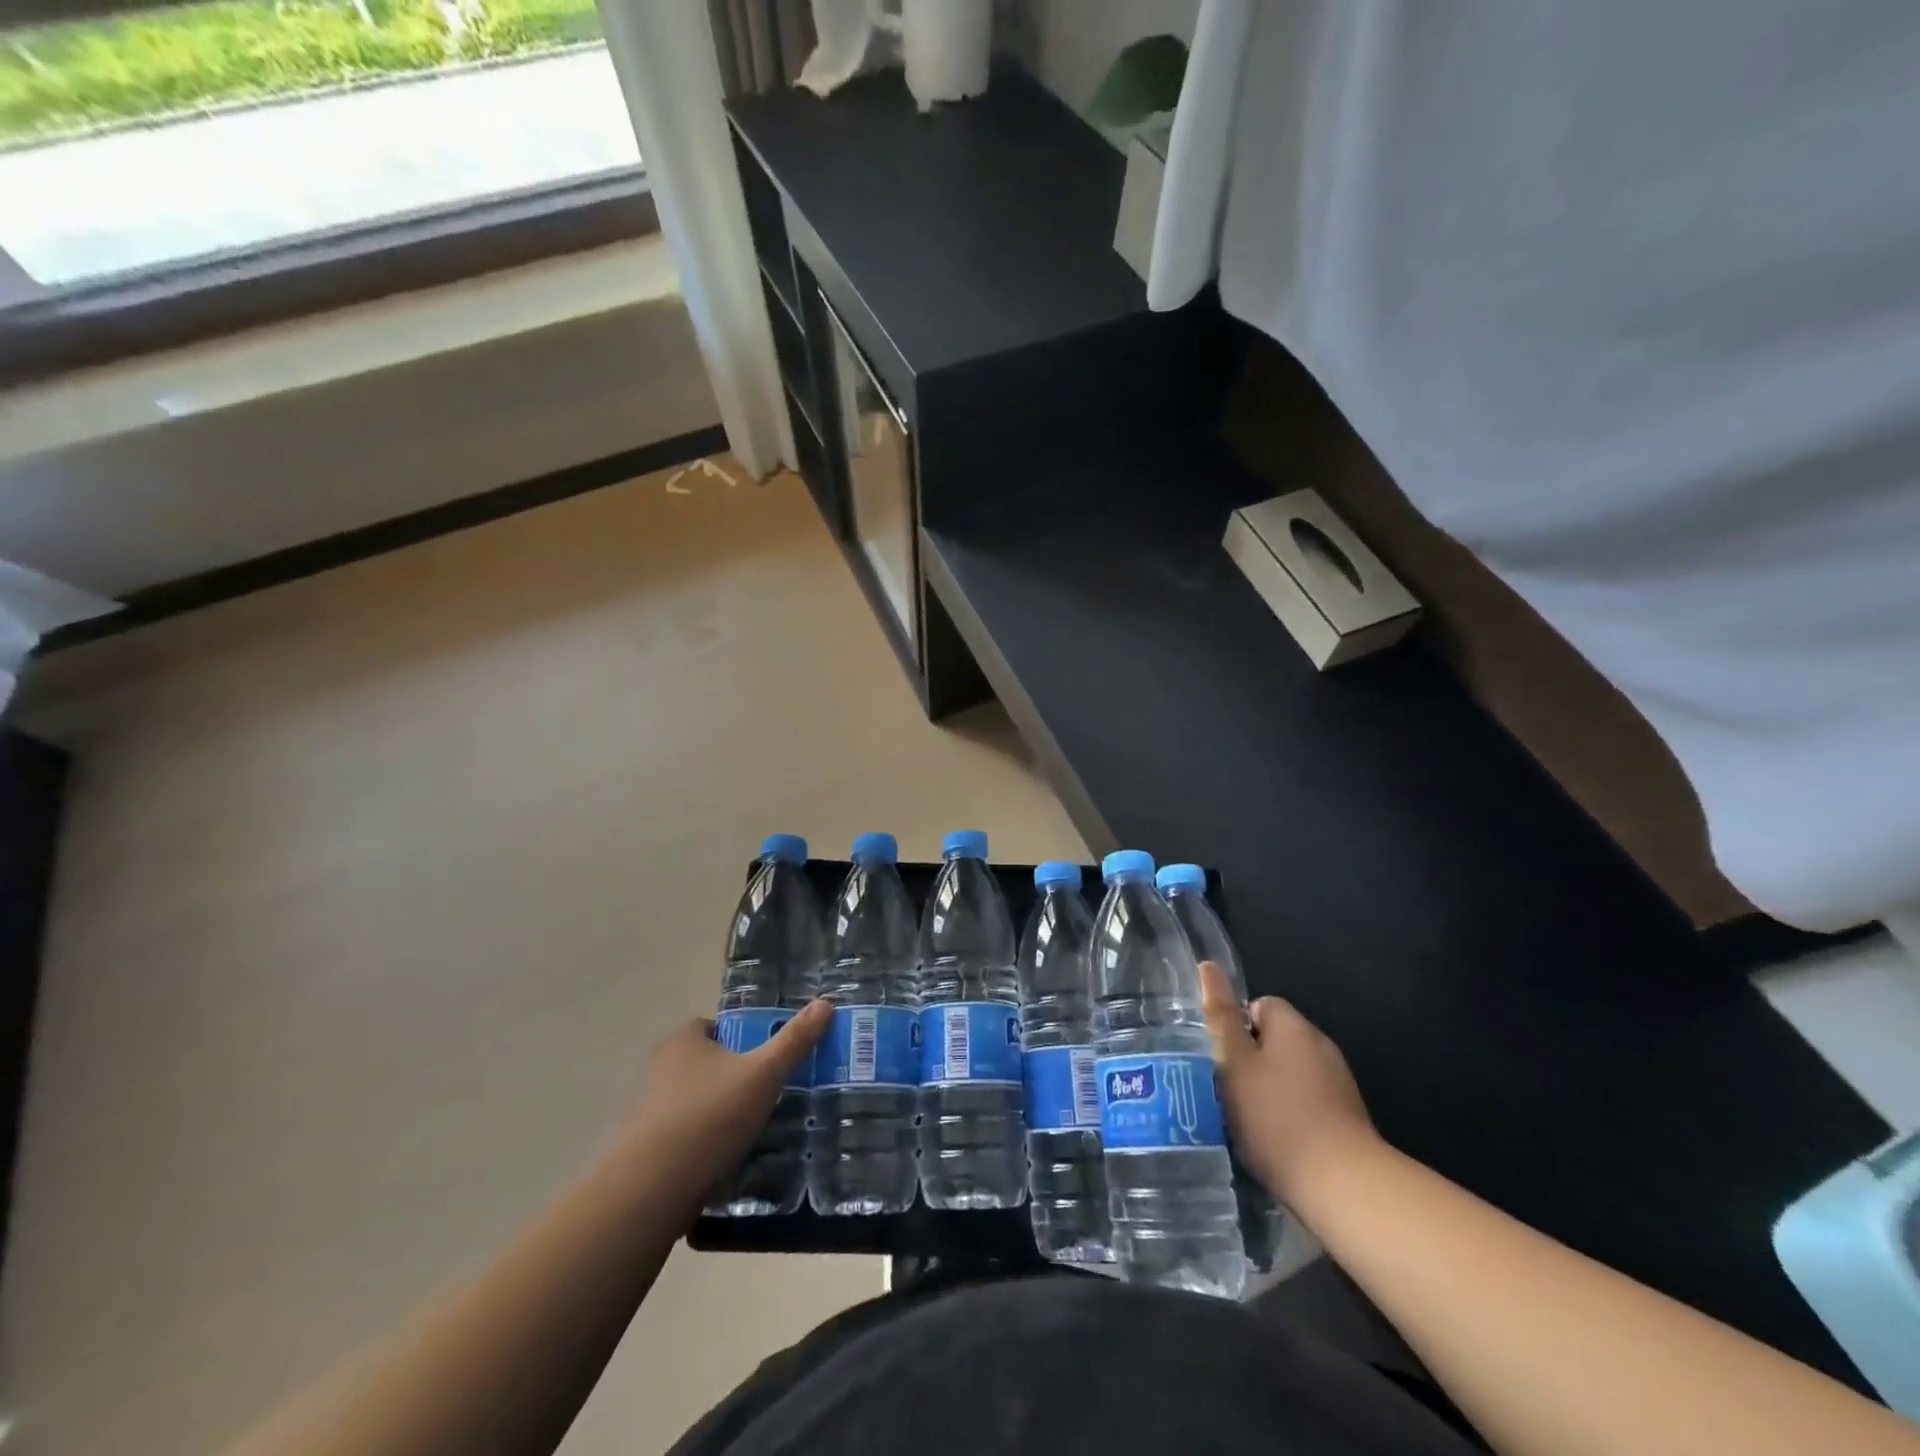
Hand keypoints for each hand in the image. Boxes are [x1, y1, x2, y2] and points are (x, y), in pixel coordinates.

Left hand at [617, 1000, 830, 1212]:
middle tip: (768, 1092)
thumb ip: (794, 1040)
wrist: (653, 1189)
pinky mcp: (647, 1149)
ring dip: (720, 1112)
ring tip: (755, 1128)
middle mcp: (661, 1068)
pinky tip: (729, 1159)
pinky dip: (706, 1143)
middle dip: (735, 1076)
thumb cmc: (710, 1116)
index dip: (742, 1038)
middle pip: (708, 1064)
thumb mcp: (764, 1074)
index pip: (716, 1026)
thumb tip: (825, 1003)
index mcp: (684, 1041)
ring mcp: (650, 1110)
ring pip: (697, 1101)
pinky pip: (686, 1135)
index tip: (767, 1058)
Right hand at [1201, 961, 1377, 1206]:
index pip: (1258, 1005)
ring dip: (1269, 1089)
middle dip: (1249, 1060)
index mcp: (1293, 1026)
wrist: (1344, 1187)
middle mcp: (1320, 1045)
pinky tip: (1276, 1140)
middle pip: (1274, 1039)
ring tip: (1246, 1119)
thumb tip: (1209, 966)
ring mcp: (1339, 1083)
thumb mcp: (1234, 1062)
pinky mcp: (1348, 1118)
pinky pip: (1308, 1101)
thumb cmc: (1277, 1117)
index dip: (1234, 1026)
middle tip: (1225, 1089)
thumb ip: (1220, 1016)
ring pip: (1290, 1072)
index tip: (1219, 1058)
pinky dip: (1290, 1114)